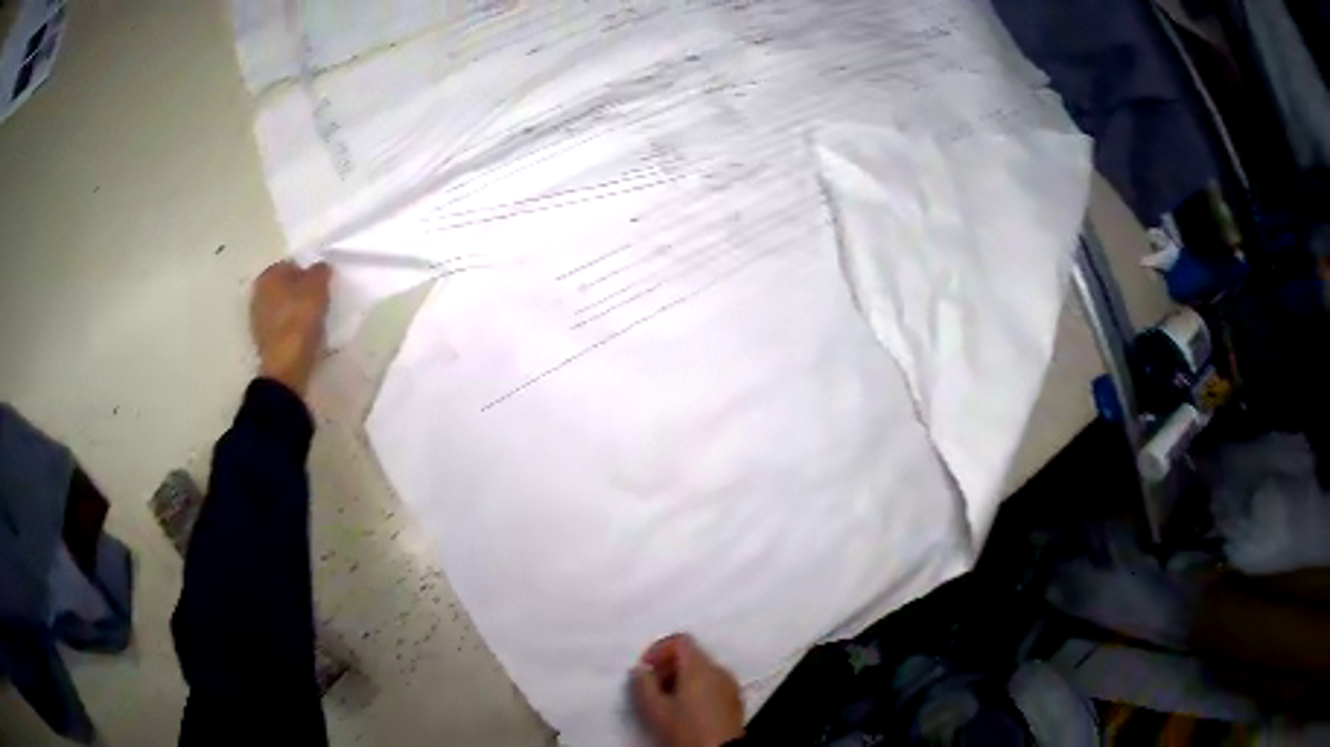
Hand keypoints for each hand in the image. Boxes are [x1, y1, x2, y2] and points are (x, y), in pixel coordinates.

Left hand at [250, 261, 331, 396]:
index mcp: (269, 275)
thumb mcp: (317, 288)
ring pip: (283, 306)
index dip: (309, 272)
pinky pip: (281, 326)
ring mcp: (258, 319)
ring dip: (296, 310)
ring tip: (314, 321)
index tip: (322, 286)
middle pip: (286, 286)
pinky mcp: (263, 340)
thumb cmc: (299, 322)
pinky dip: (292, 328)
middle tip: (320, 302)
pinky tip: (305, 336)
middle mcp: (258, 293)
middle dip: (300, 291)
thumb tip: (319, 268)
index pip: (292, 264)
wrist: (285, 369)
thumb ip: (320, 271)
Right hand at [631, 634, 744, 746]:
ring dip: (680, 679)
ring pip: (702, 671)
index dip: (658, 650)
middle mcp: (719, 670)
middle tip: (652, 687)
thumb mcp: (653, 708)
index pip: (680, 640)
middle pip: (691, 655)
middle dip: (668, 667)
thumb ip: (642, 683)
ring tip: (665, 701)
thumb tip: (641, 670)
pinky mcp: (734, 700)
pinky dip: (696, 690)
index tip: (646, 669)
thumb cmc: (685, 729)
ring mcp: (730, 685)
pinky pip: (713, 684)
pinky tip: (684, 711)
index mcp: (700, 667)